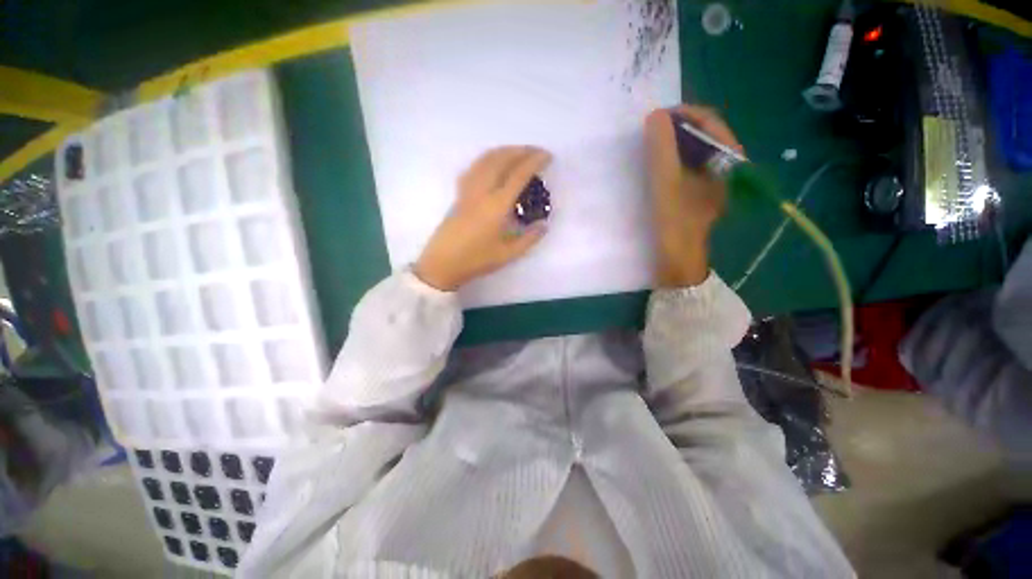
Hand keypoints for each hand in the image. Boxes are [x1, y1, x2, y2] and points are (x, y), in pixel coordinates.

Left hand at [414, 146, 551, 291]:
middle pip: (501, 160)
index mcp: (497, 205)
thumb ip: (529, 239)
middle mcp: (482, 191)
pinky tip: (491, 164)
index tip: (547, 156)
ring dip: (504, 151)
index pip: (518, 175)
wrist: (442, 263)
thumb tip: (544, 225)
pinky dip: (486, 159)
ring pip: (485, 160)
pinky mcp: (458, 194)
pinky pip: (473, 168)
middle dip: (521, 151)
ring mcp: (468, 191)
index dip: (534, 161)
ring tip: (517, 153)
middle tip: (536, 152)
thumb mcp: (508, 254)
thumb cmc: (476, 260)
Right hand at [644, 105, 742, 287]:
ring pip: (692, 152)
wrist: (678, 259)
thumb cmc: (675, 220)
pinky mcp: (698, 193)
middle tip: (650, 135)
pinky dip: (671, 162)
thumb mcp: (667, 182)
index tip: (656, 119)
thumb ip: (662, 147)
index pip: (709, 121)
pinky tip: (656, 169)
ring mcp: (712, 181)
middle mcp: (724, 166)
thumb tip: (656, 116)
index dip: (682, 114)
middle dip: (675, 129)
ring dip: (671, 146)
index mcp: (727, 158)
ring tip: (650, 149)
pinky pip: (686, 168)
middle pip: (701, 135)